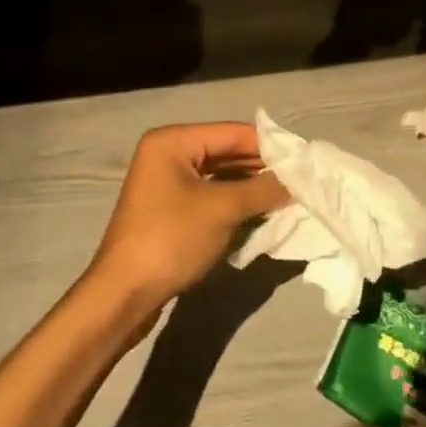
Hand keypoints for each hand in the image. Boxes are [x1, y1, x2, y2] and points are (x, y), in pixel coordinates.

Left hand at [87, 123, 291, 311]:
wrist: (123, 294)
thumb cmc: (171, 239)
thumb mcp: (222, 210)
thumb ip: (261, 190)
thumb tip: (296, 181)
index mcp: (173, 140)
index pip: (231, 132)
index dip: (268, 145)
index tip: (302, 160)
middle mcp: (167, 152)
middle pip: (224, 150)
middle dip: (259, 166)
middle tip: (298, 180)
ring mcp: (164, 181)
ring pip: (218, 174)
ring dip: (248, 185)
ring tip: (285, 195)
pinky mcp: (167, 207)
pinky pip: (208, 193)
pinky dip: (232, 200)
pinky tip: (258, 210)